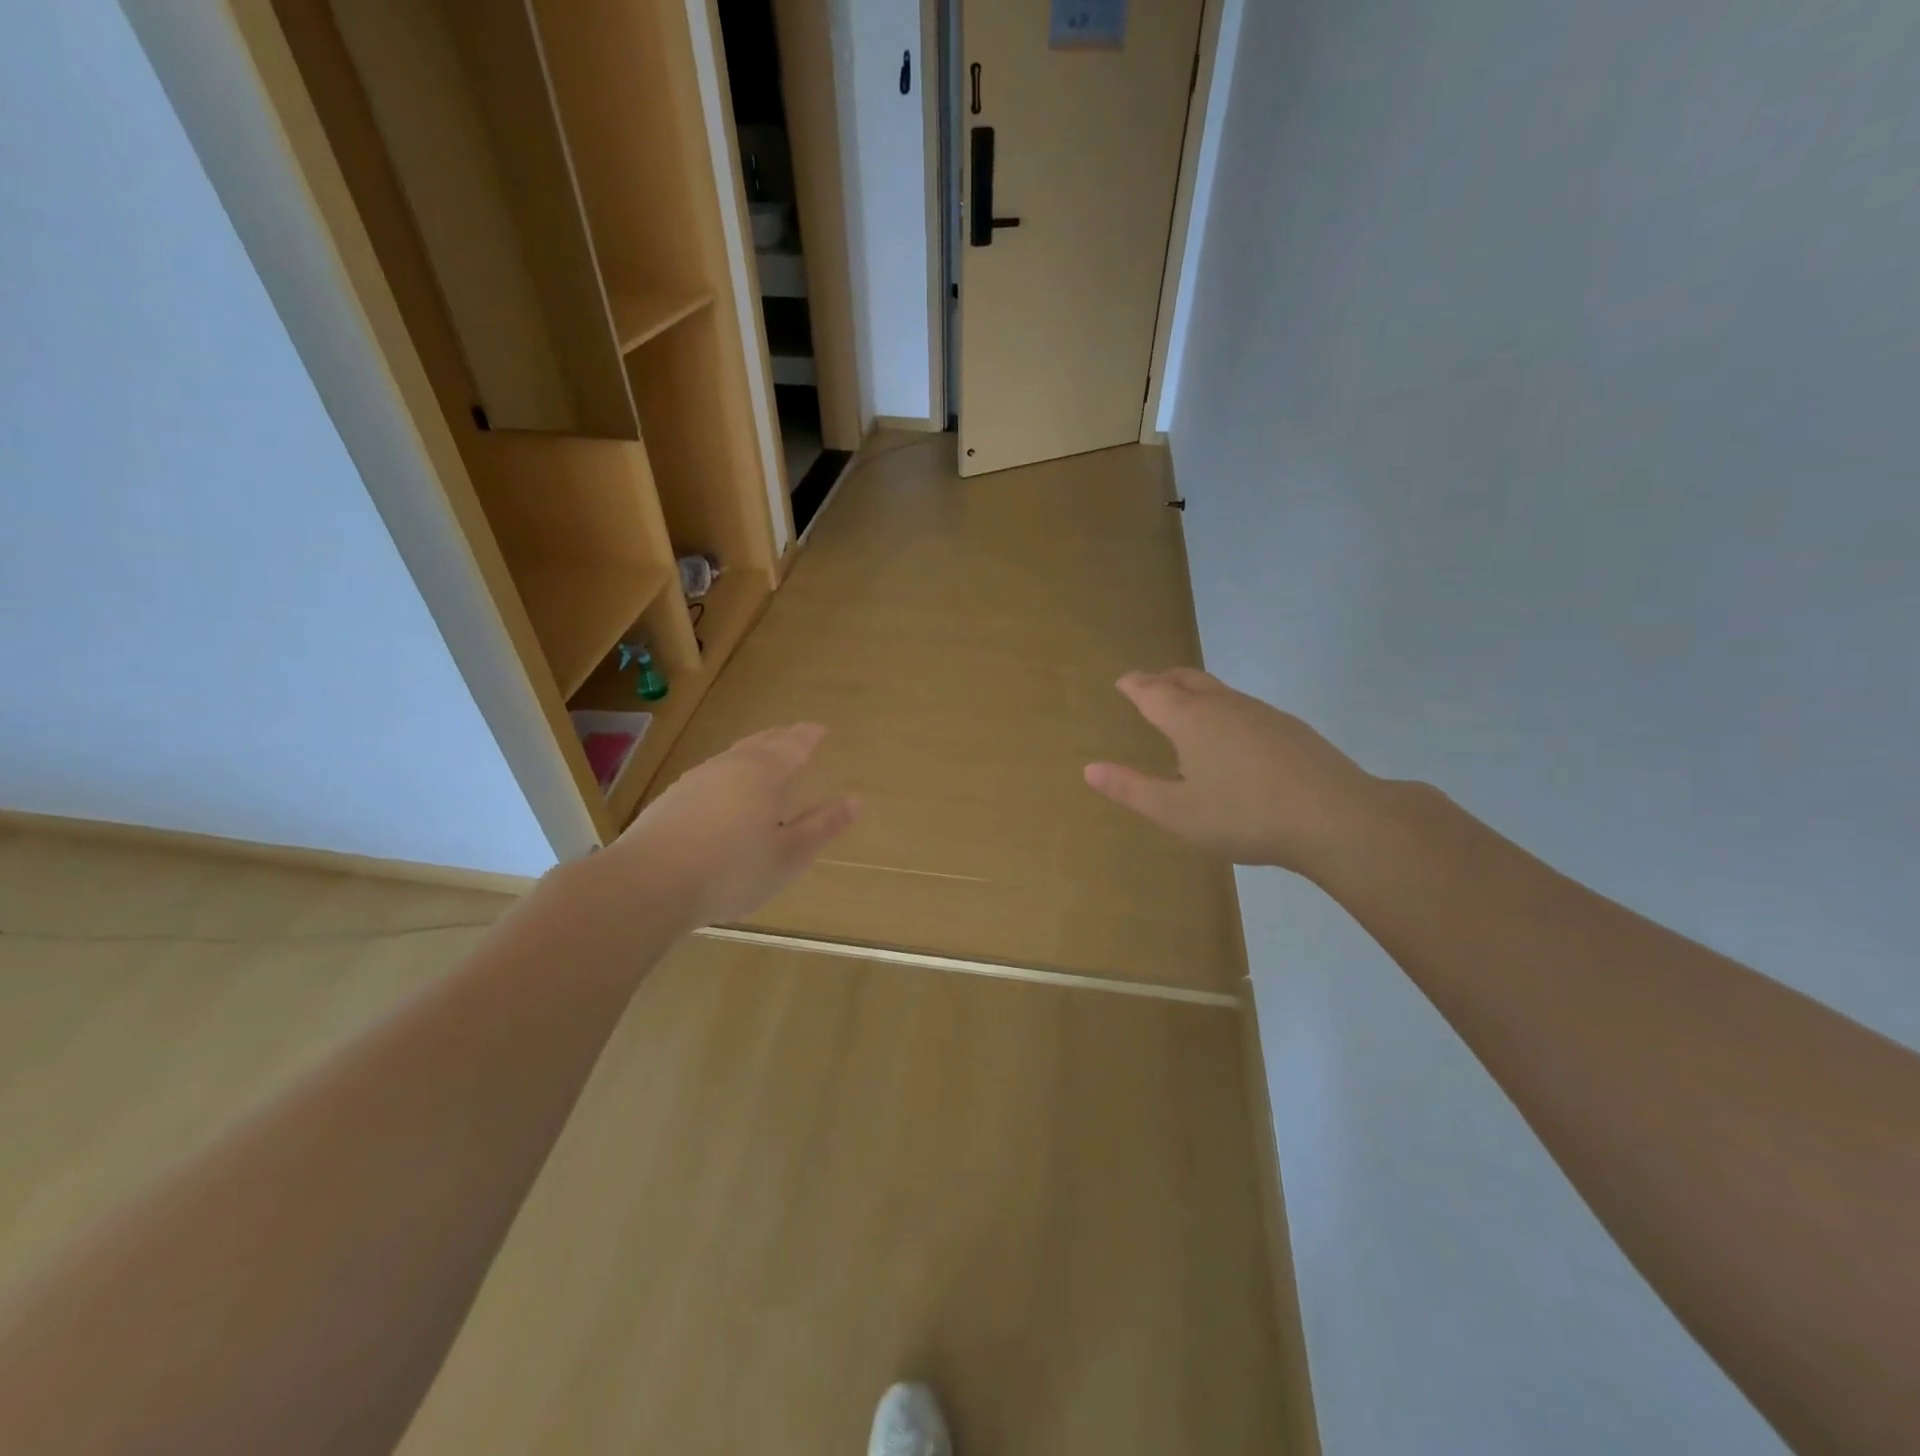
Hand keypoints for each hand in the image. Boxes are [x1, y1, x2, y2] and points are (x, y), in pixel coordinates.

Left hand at [610, 724, 856, 928]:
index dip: (809, 737)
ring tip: (763, 754)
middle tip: (795, 733)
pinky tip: (723, 788)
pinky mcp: (671, 799)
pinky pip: (711, 774)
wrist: (648, 884)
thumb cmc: (732, 870)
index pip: (793, 746)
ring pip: (732, 756)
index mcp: (765, 774)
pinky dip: (728, 772)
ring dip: (753, 751)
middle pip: (761, 743)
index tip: (820, 729)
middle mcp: (730, 767)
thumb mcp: (789, 855)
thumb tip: (854, 801)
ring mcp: (696, 780)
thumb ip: (822, 826)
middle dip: (782, 737)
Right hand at [1084, 669, 1381, 875]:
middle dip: (1163, 679)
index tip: (1123, 681)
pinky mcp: (1290, 729)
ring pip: (1219, 691)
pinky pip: (1244, 707)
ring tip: (1186, 706)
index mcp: (1190, 721)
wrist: (1335, 818)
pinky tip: (1234, 736)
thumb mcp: (1176, 812)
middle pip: (1187, 680)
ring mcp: (1261, 714)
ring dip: (1195, 691)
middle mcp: (1224, 707)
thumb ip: (1132, 789)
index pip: (1152, 692)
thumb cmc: (1244, 815)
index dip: (1134, 685)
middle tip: (1149, 683)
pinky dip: (1224, 709)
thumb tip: (1089, 768)